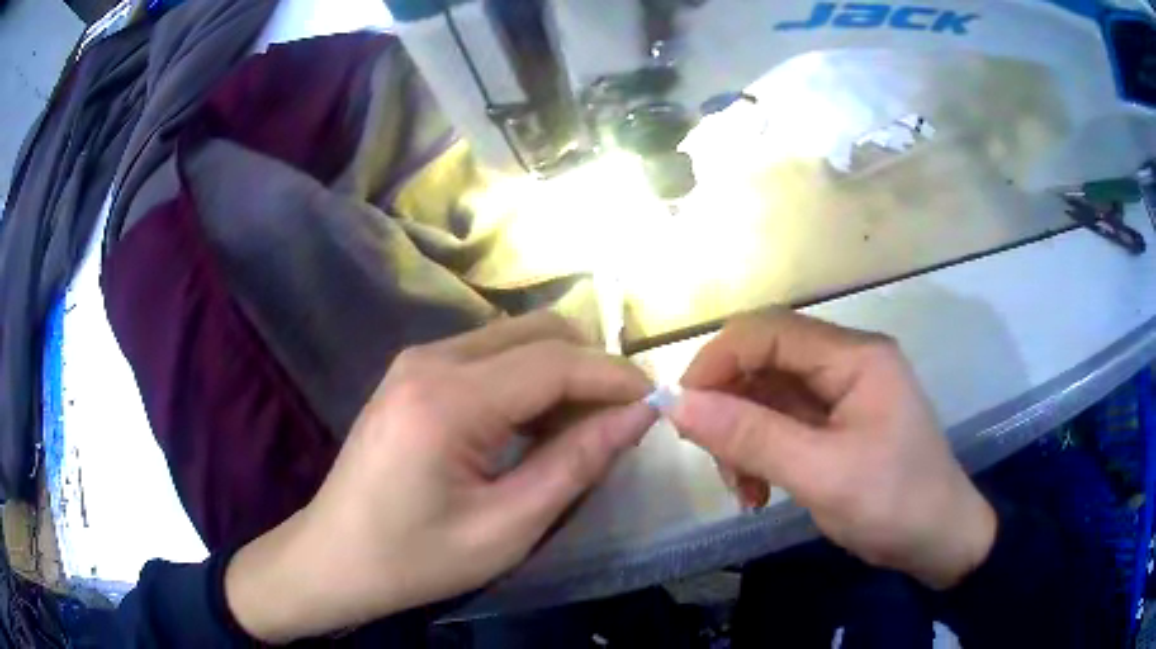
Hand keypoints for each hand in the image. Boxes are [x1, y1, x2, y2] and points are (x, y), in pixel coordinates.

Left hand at [224, 312, 655, 641]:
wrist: (333, 558)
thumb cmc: (416, 558)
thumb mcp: (506, 528)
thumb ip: (576, 465)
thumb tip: (637, 416)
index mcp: (448, 399)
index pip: (555, 361)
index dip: (615, 377)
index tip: (655, 403)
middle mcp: (431, 359)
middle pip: (537, 332)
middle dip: (589, 368)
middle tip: (614, 424)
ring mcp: (416, 361)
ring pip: (515, 339)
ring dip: (559, 374)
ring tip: (576, 433)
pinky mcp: (413, 374)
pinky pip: (488, 357)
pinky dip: (526, 381)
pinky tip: (530, 428)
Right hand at [668, 310, 995, 589]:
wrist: (939, 541)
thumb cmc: (893, 504)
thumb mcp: (821, 475)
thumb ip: (751, 437)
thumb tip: (678, 404)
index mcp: (855, 356)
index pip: (769, 330)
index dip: (718, 361)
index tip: (682, 410)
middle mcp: (847, 361)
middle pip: (766, 361)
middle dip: (730, 408)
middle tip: (715, 461)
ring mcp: (843, 392)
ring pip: (769, 395)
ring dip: (743, 438)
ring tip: (743, 490)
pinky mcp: (838, 421)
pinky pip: (783, 422)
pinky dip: (761, 452)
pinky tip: (759, 491)